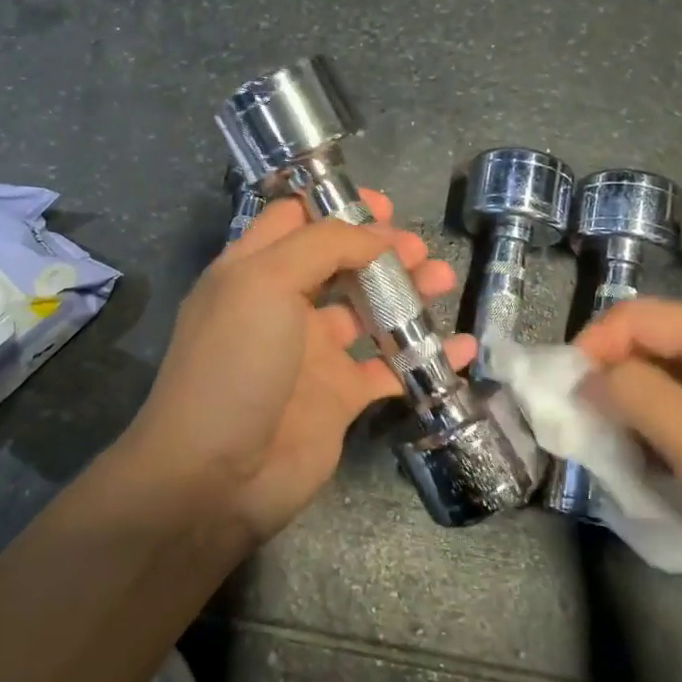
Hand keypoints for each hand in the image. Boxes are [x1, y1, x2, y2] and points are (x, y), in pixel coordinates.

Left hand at [126, 190, 472, 540]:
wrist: (217, 476)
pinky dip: (427, 356)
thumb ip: (322, 246)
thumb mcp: (264, 283)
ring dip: (407, 293)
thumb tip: (375, 234)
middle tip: (418, 249)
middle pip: (340, 263)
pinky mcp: (340, 397)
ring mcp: (313, 354)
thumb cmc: (236, 363)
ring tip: (443, 279)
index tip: (382, 206)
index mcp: (253, 271)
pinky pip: (391, 368)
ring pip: (369, 311)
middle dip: (381, 249)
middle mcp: (282, 306)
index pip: (295, 221)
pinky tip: (463, 347)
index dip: (336, 206)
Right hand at [575, 299, 681, 617]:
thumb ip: (637, 396)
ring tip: (619, 462)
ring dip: (642, 421)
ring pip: (680, 393)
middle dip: (614, 386)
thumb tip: (588, 375)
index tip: (562, 393)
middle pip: (659, 352)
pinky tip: (665, 482)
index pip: (640, 318)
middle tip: (584, 432)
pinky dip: (674, 446)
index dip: (593, 346)